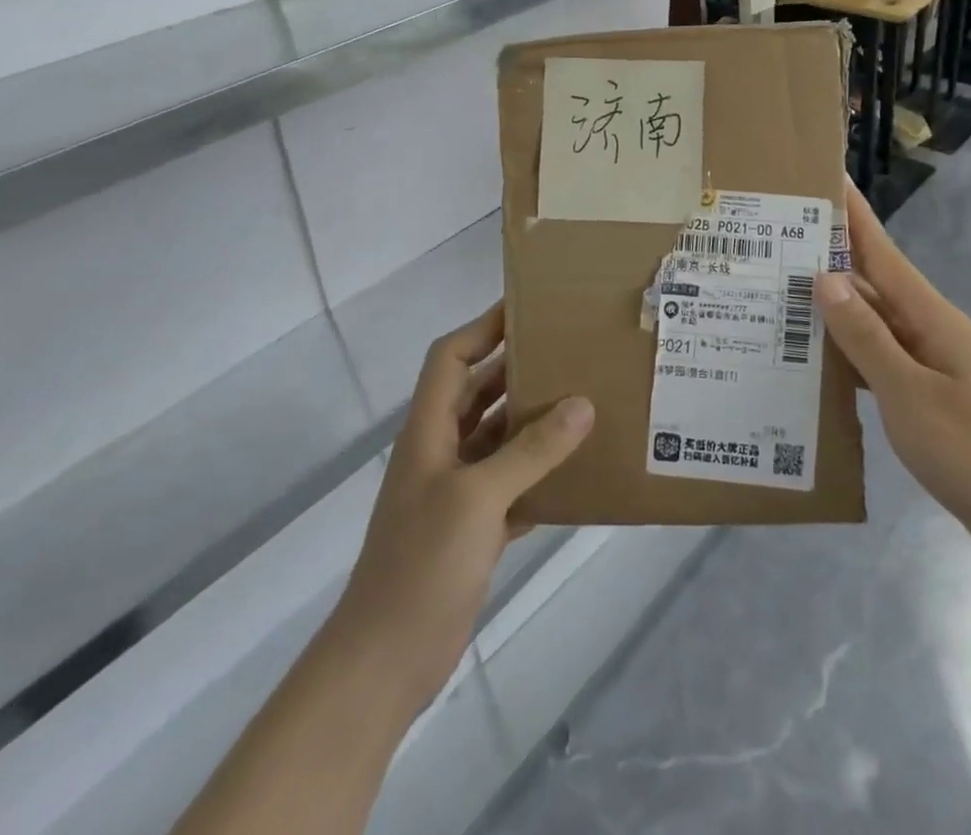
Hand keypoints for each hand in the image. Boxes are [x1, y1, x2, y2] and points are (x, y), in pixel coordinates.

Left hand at [336, 304, 592, 713]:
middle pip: (480, 391)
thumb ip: (531, 450)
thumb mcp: (479, 498)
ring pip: (500, 436)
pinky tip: (579, 467)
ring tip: (585, 398)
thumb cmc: (422, 564)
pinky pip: (513, 481)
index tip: (528, 308)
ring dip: (535, 419)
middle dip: (519, 368)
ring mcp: (457, 490)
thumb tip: (583, 403)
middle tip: (570, 349)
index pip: (451, 358)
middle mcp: (441, 451)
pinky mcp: (474, 526)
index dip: (484, 327)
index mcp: (429, 430)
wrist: (385, 662)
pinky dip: (541, 470)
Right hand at [815, 185, 970, 563]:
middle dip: (829, 256)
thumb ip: (865, 336)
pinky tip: (814, 354)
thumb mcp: (909, 393)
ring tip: (782, 290)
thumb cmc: (970, 450)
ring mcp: (928, 358)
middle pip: (872, 281)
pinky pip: (877, 353)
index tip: (825, 178)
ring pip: (871, 319)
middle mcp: (927, 325)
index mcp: (929, 315)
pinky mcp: (924, 388)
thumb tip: (825, 277)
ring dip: (833, 304)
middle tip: (776, 240)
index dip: (853, 215)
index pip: (882, 251)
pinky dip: (847, 347)